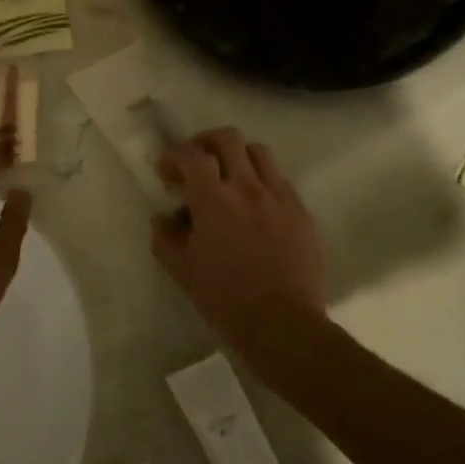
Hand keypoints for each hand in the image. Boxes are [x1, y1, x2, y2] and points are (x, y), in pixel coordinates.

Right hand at [152, 129, 328, 351]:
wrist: (283, 325)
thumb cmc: (225, 299)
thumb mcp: (181, 270)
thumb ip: (165, 237)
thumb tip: (163, 217)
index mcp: (214, 200)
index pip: (191, 155)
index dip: (173, 156)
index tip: (166, 173)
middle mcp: (248, 187)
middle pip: (227, 138)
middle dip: (205, 143)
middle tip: (195, 163)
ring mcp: (279, 197)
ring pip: (259, 152)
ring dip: (237, 156)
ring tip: (228, 178)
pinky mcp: (301, 211)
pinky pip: (280, 180)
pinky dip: (261, 180)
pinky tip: (254, 206)